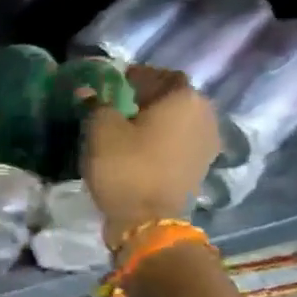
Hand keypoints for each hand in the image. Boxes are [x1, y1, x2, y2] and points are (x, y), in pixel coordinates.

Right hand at [82, 65, 218, 245]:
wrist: (148, 222)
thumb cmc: (126, 166)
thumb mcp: (101, 130)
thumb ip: (96, 105)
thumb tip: (88, 92)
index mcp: (184, 98)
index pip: (160, 74)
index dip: (137, 75)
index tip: (115, 81)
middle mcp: (205, 115)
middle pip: (175, 97)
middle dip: (150, 97)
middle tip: (121, 101)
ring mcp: (208, 144)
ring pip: (180, 121)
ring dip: (158, 119)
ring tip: (130, 125)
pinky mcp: (201, 167)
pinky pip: (181, 142)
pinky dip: (164, 140)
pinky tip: (142, 147)